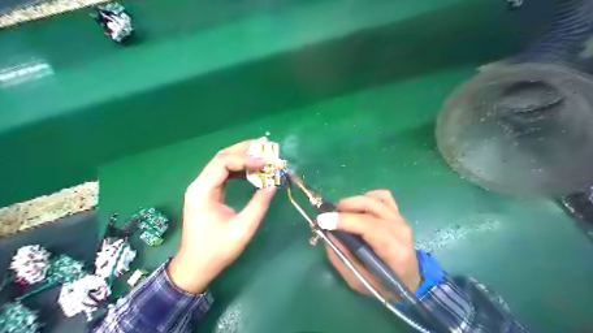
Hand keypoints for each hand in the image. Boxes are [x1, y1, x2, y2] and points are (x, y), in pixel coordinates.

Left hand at [167, 138, 276, 293]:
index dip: (246, 159)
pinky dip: (240, 168)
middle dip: (244, 149)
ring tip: (262, 153)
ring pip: (223, 163)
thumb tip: (272, 185)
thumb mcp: (243, 228)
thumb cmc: (217, 250)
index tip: (265, 163)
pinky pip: (224, 173)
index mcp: (202, 191)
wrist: (196, 265)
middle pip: (221, 157)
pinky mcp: (208, 192)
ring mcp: (203, 187)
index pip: (223, 163)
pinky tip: (253, 169)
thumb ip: (258, 205)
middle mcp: (200, 184)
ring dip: (242, 157)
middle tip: (265, 144)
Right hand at [320, 190, 421, 298]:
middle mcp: (400, 229)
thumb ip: (341, 258)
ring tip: (341, 212)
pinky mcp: (398, 213)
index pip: (368, 226)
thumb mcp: (358, 280)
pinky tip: (359, 208)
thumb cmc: (384, 285)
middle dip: (344, 207)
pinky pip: (382, 195)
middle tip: (329, 216)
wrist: (409, 280)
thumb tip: (327, 234)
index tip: (323, 220)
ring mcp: (400, 218)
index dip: (344, 220)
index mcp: (394, 250)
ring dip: (353, 202)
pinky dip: (367, 197)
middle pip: (370, 207)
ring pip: (374, 198)